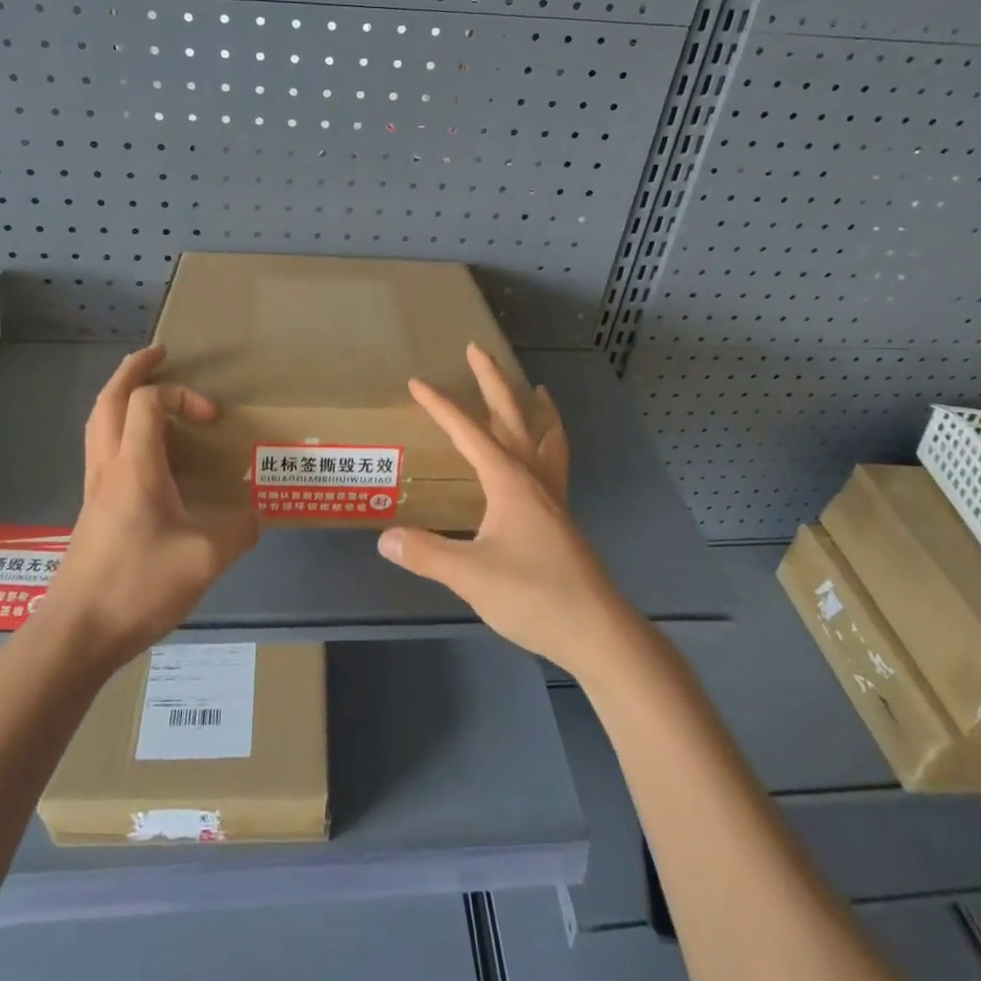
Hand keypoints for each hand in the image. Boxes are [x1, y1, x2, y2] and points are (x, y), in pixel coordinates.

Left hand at [30, 346, 258, 670]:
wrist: (77, 633)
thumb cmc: (137, 586)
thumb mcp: (205, 560)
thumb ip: (238, 532)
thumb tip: (256, 516)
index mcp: (135, 467)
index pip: (149, 402)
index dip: (183, 395)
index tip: (213, 418)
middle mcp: (109, 467)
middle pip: (109, 399)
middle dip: (133, 369)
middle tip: (159, 354)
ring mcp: (94, 488)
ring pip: (98, 422)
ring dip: (120, 395)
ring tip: (145, 388)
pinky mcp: (92, 509)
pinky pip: (101, 448)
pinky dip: (119, 427)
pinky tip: (142, 450)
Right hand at [377, 344, 631, 675]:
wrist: (594, 629)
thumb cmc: (532, 595)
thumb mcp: (470, 575)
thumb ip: (426, 553)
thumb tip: (386, 537)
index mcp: (508, 480)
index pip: (468, 431)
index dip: (441, 406)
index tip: (417, 383)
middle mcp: (532, 476)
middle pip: (512, 416)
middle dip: (492, 381)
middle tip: (477, 350)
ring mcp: (552, 495)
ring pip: (545, 436)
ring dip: (535, 408)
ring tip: (537, 389)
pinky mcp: (561, 516)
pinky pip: (555, 462)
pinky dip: (550, 441)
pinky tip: (543, 456)